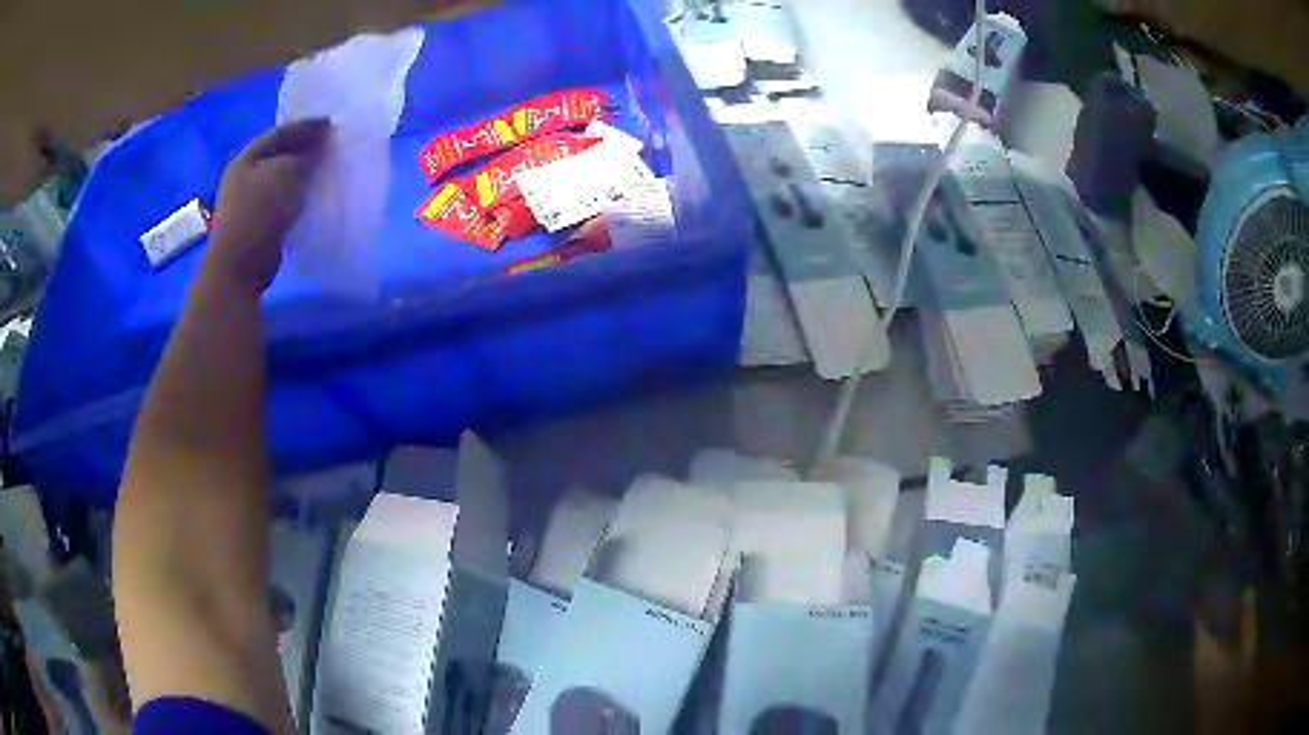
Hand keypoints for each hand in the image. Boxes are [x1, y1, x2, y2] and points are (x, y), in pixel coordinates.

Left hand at [205, 118, 329, 293]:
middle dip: (303, 149)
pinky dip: (296, 196)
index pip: (280, 133)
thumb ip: (305, 156)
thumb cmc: (258, 213)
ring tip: (324, 170)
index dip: (306, 127)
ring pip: (279, 179)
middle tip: (329, 146)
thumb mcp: (285, 174)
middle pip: (278, 155)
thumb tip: (320, 147)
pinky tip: (311, 197)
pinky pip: (281, 201)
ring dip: (300, 174)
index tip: (332, 125)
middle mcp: (243, 176)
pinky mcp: (256, 224)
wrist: (239, 267)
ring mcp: (247, 202)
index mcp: (246, 158)